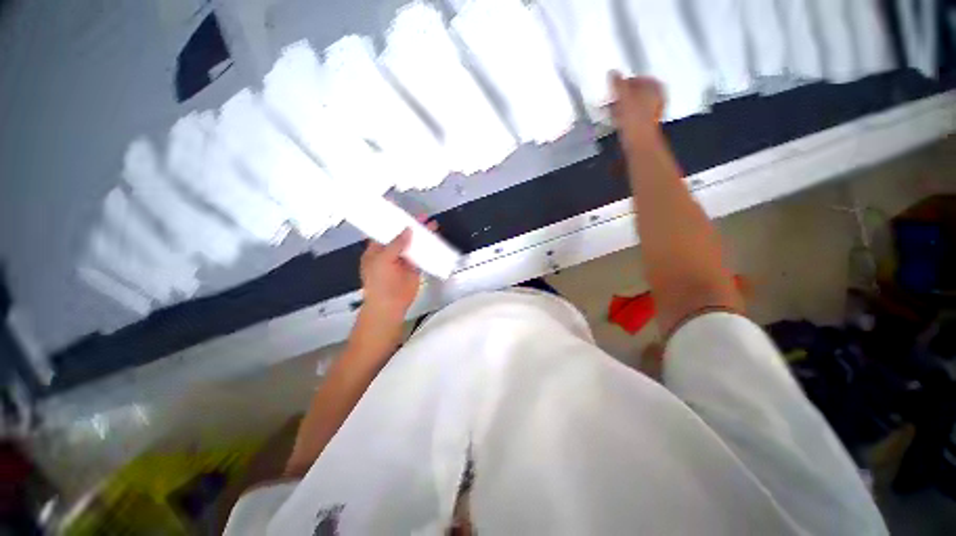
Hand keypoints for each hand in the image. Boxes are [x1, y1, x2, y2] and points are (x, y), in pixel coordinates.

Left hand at [359, 221, 437, 324]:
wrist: (390, 305)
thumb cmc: (380, 282)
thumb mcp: (383, 260)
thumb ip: (396, 244)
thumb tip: (407, 230)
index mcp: (376, 249)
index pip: (383, 231)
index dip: (391, 220)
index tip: (399, 209)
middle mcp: (390, 252)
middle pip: (401, 235)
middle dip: (411, 225)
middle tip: (422, 216)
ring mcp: (403, 260)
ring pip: (413, 244)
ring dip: (422, 235)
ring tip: (432, 224)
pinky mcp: (415, 267)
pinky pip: (422, 255)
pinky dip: (428, 248)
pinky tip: (435, 240)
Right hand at [609, 72, 665, 150]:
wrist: (639, 143)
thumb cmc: (634, 118)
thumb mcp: (624, 96)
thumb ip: (618, 83)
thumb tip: (612, 71)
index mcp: (655, 87)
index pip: (639, 78)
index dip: (626, 81)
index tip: (614, 86)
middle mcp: (657, 98)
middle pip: (638, 92)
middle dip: (624, 95)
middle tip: (611, 98)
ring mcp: (652, 113)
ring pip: (635, 105)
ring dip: (622, 107)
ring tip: (611, 110)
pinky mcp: (645, 126)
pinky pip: (633, 117)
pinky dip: (624, 117)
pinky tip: (617, 120)